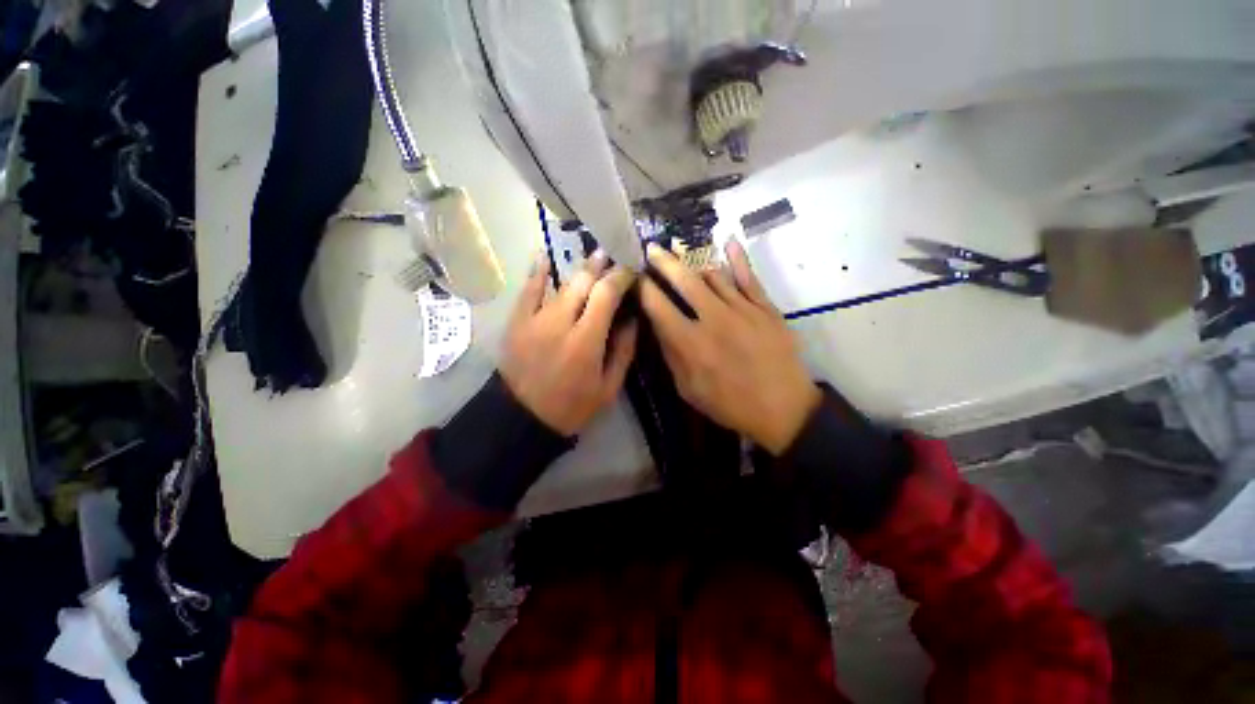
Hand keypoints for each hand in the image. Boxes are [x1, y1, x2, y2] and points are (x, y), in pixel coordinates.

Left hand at [500, 251, 637, 435]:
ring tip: (595, 259)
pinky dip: (537, 272)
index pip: (606, 294)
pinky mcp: (517, 321)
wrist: (523, 418)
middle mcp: (560, 322)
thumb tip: (632, 318)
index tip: (632, 270)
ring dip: (580, 269)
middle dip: (602, 266)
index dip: (621, 276)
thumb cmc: (572, 406)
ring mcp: (535, 319)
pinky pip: (528, 290)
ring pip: (561, 283)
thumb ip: (624, 351)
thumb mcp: (609, 387)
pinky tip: (545, 256)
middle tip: (615, 259)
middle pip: (584, 281)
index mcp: (586, 340)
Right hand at [639, 240, 820, 454]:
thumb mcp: (688, 389)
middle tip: (652, 249)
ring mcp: (743, 309)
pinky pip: (749, 277)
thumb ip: (671, 354)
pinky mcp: (766, 308)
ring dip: (694, 263)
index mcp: (690, 343)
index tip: (636, 276)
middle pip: (684, 280)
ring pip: (714, 275)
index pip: (658, 306)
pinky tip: (729, 241)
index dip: (643, 287)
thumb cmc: (730, 404)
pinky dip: (738, 258)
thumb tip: (658, 324)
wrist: (783, 409)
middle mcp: (713, 319)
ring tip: (682, 255)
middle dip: (663, 262)